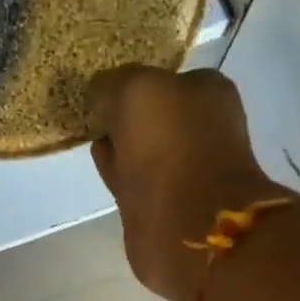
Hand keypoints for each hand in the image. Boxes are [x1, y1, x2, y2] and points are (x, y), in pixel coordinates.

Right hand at [88, 67, 277, 300]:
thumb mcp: (135, 90)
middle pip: (153, 114)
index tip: (102, 91)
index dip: (132, 82)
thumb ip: (111, 83)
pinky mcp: (162, 203)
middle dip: (125, 115)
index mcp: (208, 93)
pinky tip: (98, 160)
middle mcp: (201, 128)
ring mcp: (184, 169)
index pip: (164, 78)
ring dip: (119, 143)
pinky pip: (132, 177)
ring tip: (90, 135)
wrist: (185, 222)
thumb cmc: (169, 145)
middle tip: (94, 113)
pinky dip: (116, 169)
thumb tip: (98, 93)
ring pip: (141, 147)